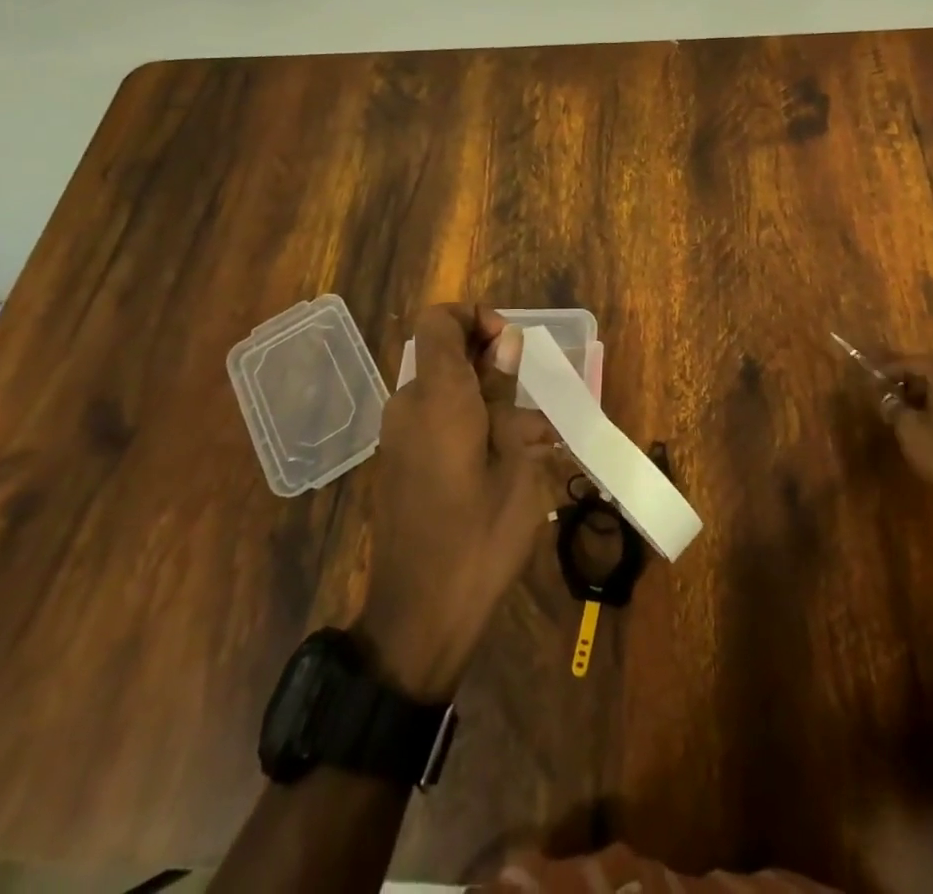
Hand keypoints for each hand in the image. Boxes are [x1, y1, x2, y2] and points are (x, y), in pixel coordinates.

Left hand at [355, 304, 560, 701]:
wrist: (420, 616)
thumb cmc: (480, 535)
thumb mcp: (514, 461)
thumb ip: (505, 395)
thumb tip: (505, 344)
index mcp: (437, 396)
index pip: (439, 320)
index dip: (474, 317)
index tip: (509, 346)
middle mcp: (409, 406)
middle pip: (445, 356)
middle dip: (492, 366)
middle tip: (533, 401)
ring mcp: (398, 437)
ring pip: (447, 394)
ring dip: (488, 402)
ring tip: (534, 441)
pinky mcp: (399, 464)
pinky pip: (436, 423)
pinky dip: (470, 427)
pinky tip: (507, 464)